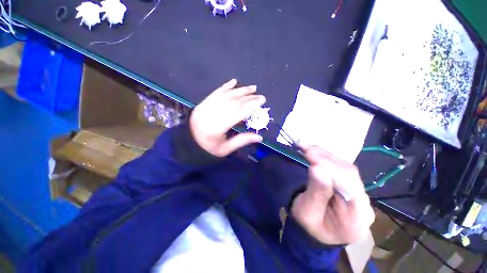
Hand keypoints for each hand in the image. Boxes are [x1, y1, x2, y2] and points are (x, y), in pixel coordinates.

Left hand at [190, 79, 265, 156]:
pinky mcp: (203, 103)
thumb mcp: (225, 149)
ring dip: (240, 90)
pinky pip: (216, 92)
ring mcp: (205, 107)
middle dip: (248, 98)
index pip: (236, 113)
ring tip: (252, 88)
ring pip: (225, 95)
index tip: (262, 100)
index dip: (250, 105)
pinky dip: (226, 86)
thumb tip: (260, 137)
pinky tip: (234, 81)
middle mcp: (210, 114)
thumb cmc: (208, 148)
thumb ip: (242, 141)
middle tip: (260, 96)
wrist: (188, 143)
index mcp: (216, 128)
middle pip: (232, 102)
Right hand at [291, 146, 374, 244]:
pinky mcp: (351, 185)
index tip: (309, 155)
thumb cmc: (310, 224)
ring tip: (306, 147)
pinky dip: (326, 157)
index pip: (350, 186)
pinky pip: (341, 166)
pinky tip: (314, 152)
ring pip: (345, 166)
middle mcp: (363, 203)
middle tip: (304, 148)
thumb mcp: (307, 212)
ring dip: (324, 155)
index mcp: (357, 219)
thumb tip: (317, 168)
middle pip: (349, 174)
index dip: (330, 168)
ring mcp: (358, 192)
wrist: (315, 228)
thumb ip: (316, 193)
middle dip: (325, 158)